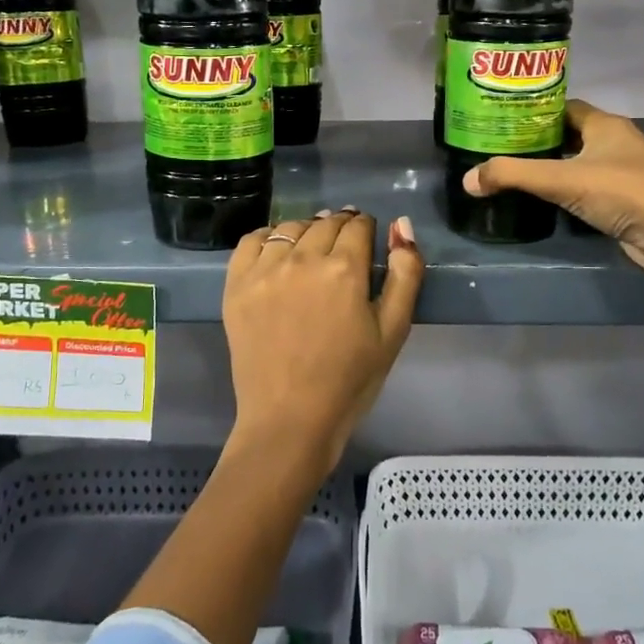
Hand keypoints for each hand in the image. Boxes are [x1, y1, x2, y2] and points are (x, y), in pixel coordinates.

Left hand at [223, 209, 423, 473]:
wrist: (290, 420)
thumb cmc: (349, 380)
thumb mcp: (393, 331)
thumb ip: (405, 274)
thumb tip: (401, 225)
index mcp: (344, 269)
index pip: (358, 226)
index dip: (366, 228)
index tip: (367, 238)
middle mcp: (302, 259)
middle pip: (325, 223)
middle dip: (340, 226)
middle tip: (344, 244)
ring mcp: (264, 271)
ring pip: (289, 228)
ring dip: (307, 230)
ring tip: (312, 247)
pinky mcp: (237, 286)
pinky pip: (251, 241)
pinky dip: (268, 237)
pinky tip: (277, 250)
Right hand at [462, 99, 643, 290]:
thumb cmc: (625, 193)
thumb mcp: (563, 180)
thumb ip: (514, 176)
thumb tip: (467, 179)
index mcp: (604, 124)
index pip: (562, 107)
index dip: (532, 111)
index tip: (501, 119)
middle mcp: (614, 142)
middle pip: (567, 135)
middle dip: (535, 141)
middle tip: (497, 148)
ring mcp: (621, 173)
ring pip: (576, 163)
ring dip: (549, 168)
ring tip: (509, 172)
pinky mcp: (622, 202)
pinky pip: (585, 189)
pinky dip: (563, 192)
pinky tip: (539, 200)